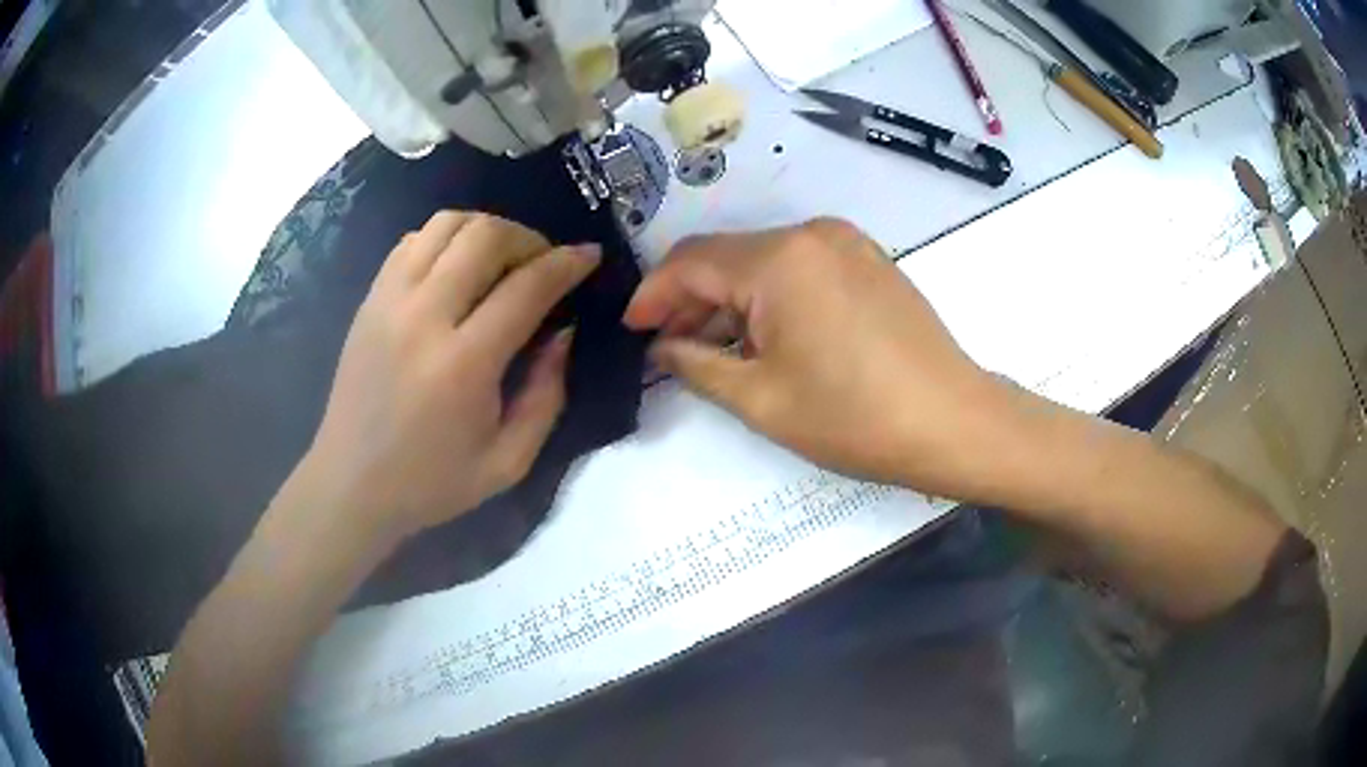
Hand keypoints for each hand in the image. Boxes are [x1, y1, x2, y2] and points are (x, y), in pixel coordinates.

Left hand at [302, 211, 599, 544]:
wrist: (351, 484)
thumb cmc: (431, 483)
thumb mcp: (509, 462)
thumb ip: (547, 395)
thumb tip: (562, 332)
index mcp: (463, 364)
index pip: (527, 286)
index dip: (567, 263)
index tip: (591, 256)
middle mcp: (423, 317)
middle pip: (485, 236)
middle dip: (529, 238)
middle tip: (544, 263)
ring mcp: (389, 301)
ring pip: (447, 224)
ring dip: (487, 230)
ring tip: (503, 260)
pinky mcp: (370, 299)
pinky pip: (413, 240)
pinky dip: (446, 239)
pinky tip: (458, 268)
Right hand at [624, 218, 1018, 498]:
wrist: (953, 422)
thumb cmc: (855, 418)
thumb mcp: (761, 400)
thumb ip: (697, 364)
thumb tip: (662, 346)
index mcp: (779, 259)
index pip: (691, 263)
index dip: (653, 295)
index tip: (631, 329)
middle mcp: (811, 234)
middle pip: (727, 257)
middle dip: (690, 300)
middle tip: (667, 346)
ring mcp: (846, 242)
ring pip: (763, 262)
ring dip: (731, 300)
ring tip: (711, 349)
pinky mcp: (868, 259)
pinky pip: (799, 268)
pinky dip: (770, 297)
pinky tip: (763, 337)